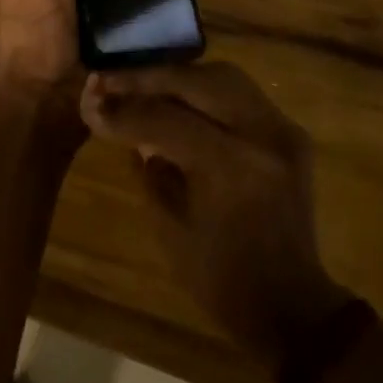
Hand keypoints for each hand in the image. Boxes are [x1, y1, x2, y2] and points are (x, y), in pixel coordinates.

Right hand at [81, 63, 352, 374]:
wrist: (291, 306)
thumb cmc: (221, 278)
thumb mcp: (169, 226)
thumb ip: (145, 165)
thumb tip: (119, 118)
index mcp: (230, 167)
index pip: (165, 119)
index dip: (123, 111)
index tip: (90, 104)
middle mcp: (262, 136)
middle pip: (197, 81)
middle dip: (148, 77)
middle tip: (110, 80)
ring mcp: (282, 129)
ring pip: (222, 76)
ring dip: (178, 77)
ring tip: (142, 84)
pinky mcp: (290, 131)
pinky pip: (241, 94)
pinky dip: (205, 91)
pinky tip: (178, 98)